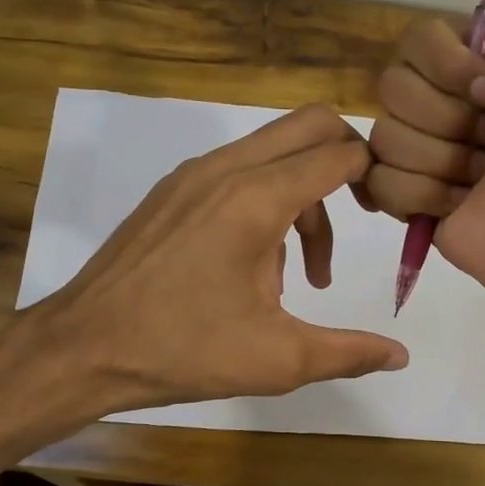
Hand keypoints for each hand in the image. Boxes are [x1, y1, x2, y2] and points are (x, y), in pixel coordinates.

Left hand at [45, 103, 408, 409]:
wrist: (82, 348)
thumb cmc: (183, 351)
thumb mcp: (278, 359)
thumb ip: (349, 352)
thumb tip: (401, 355)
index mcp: (257, 199)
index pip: (339, 153)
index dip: (376, 174)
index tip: (388, 211)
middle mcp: (226, 169)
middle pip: (309, 125)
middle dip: (346, 159)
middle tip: (361, 212)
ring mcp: (192, 176)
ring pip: (273, 150)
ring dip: (303, 194)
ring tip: (299, 275)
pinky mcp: (171, 192)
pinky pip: (237, 171)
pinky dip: (265, 199)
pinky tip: (252, 267)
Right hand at [363, 0, 484, 305]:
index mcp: (471, 68)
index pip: (412, 42)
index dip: (447, 66)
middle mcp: (441, 107)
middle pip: (391, 89)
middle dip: (445, 117)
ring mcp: (421, 157)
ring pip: (385, 139)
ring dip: (440, 160)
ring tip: (479, 178)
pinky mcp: (407, 203)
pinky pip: (376, 183)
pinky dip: (420, 195)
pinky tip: (455, 204)